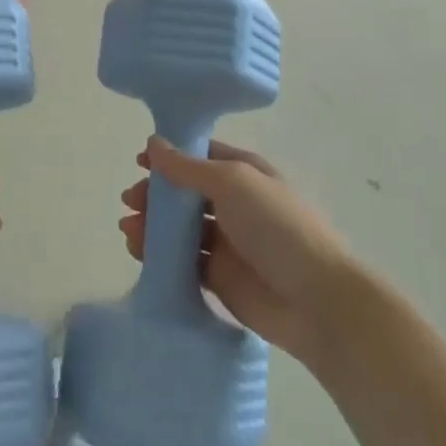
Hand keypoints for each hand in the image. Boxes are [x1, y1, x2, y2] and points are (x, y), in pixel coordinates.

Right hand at [120, 137, 355, 368]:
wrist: (316, 301)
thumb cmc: (277, 227)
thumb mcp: (233, 183)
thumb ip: (188, 167)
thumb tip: (154, 143)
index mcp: (244, 174)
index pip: (200, 157)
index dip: (170, 156)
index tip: (139, 162)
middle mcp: (235, 204)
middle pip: (185, 193)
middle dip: (156, 193)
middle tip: (130, 200)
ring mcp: (227, 242)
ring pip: (180, 228)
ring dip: (152, 224)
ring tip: (129, 229)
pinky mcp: (218, 277)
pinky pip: (182, 260)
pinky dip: (159, 254)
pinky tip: (139, 251)